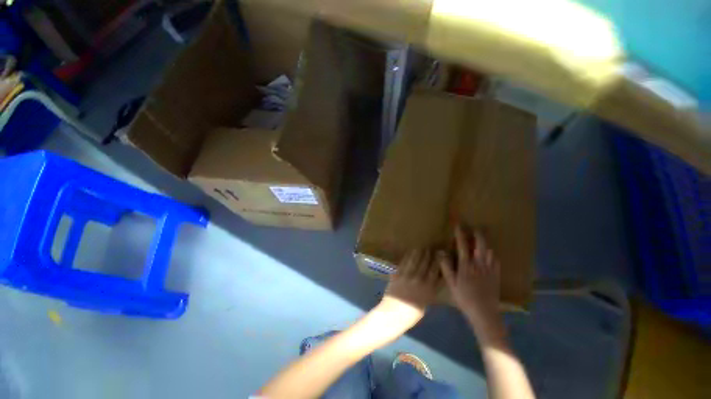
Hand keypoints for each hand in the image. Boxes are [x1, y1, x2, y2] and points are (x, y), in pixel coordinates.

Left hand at [381, 249, 441, 320]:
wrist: (393, 314)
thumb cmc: (411, 314)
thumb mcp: (424, 304)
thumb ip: (428, 292)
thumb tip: (430, 282)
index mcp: (427, 289)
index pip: (434, 271)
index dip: (436, 262)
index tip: (439, 254)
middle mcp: (418, 280)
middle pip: (424, 264)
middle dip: (427, 255)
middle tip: (429, 248)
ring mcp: (406, 276)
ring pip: (413, 261)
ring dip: (417, 253)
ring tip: (420, 248)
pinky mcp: (397, 274)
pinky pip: (403, 263)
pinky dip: (406, 257)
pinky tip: (409, 253)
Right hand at [438, 226, 504, 341]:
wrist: (484, 313)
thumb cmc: (464, 298)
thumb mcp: (451, 283)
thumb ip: (446, 267)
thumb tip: (442, 252)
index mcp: (466, 266)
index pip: (463, 245)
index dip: (460, 234)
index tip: (458, 225)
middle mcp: (479, 264)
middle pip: (481, 245)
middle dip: (479, 234)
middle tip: (476, 228)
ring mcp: (490, 270)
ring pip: (490, 251)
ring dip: (486, 243)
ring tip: (483, 238)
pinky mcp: (496, 275)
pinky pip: (496, 260)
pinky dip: (492, 254)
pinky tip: (491, 254)